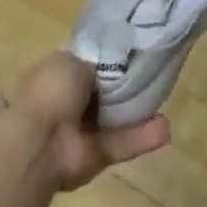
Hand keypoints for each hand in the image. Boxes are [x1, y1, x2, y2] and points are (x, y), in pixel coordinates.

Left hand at [10, 52, 170, 191]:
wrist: (40, 144)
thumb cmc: (51, 94)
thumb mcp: (71, 61)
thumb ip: (94, 61)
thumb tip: (107, 62)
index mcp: (55, 77)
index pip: (85, 65)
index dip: (107, 59)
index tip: (132, 51)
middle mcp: (67, 103)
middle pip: (104, 92)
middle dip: (126, 85)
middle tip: (155, 73)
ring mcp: (82, 131)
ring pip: (117, 119)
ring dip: (139, 112)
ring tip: (165, 99)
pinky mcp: (97, 155)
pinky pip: (123, 143)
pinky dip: (143, 137)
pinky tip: (165, 128)